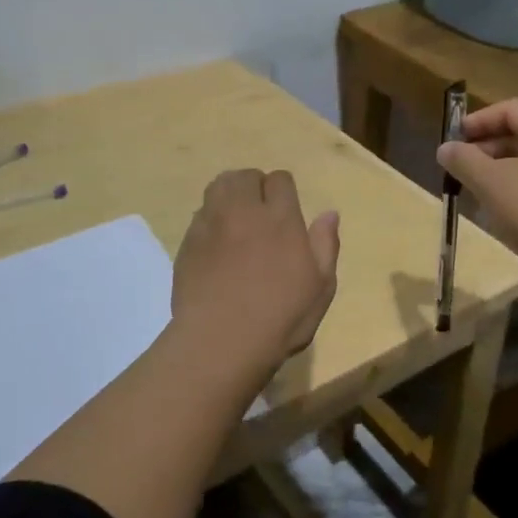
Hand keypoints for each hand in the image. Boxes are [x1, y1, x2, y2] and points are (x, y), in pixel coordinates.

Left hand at [173, 170, 339, 373]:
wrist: (221, 341)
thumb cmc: (281, 318)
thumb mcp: (320, 287)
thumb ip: (325, 244)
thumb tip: (329, 213)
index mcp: (280, 219)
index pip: (280, 180)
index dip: (283, 191)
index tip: (286, 212)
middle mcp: (244, 212)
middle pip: (244, 176)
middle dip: (254, 186)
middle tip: (260, 212)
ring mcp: (211, 225)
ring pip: (217, 187)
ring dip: (229, 195)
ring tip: (236, 219)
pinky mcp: (188, 243)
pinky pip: (200, 215)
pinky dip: (210, 219)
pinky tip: (216, 244)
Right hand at [435, 100, 517, 289]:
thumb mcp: (490, 183)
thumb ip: (463, 160)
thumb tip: (445, 148)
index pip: (512, 109)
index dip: (479, 121)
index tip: (455, 138)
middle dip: (491, 146)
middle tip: (463, 165)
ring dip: (506, 166)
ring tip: (479, 187)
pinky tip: (507, 205)